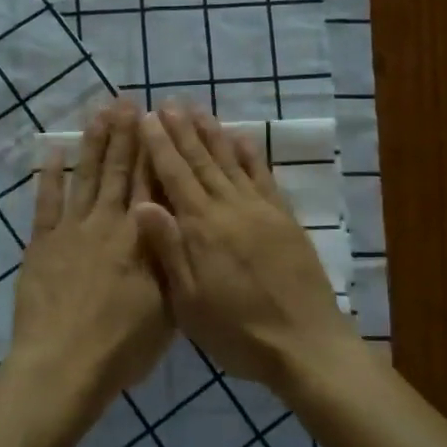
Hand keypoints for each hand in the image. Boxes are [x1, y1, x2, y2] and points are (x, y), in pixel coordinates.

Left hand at [8, 98, 172, 416]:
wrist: (64, 366)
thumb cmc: (123, 345)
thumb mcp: (168, 308)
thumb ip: (172, 262)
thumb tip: (180, 224)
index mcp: (142, 239)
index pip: (152, 184)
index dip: (155, 150)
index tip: (156, 120)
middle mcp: (108, 224)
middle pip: (119, 172)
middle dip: (125, 135)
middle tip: (127, 101)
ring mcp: (71, 231)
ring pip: (86, 178)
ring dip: (93, 144)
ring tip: (99, 114)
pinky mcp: (42, 245)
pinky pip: (45, 203)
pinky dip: (48, 177)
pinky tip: (51, 152)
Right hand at [134, 102, 361, 391]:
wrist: (305, 343)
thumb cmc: (238, 331)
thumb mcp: (189, 302)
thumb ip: (168, 249)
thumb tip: (141, 203)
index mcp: (202, 228)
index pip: (175, 176)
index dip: (159, 146)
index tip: (147, 119)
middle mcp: (231, 209)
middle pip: (202, 161)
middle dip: (183, 131)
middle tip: (169, 103)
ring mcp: (261, 210)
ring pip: (232, 162)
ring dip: (214, 134)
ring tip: (199, 111)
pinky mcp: (285, 219)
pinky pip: (264, 177)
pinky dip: (251, 155)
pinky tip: (243, 138)